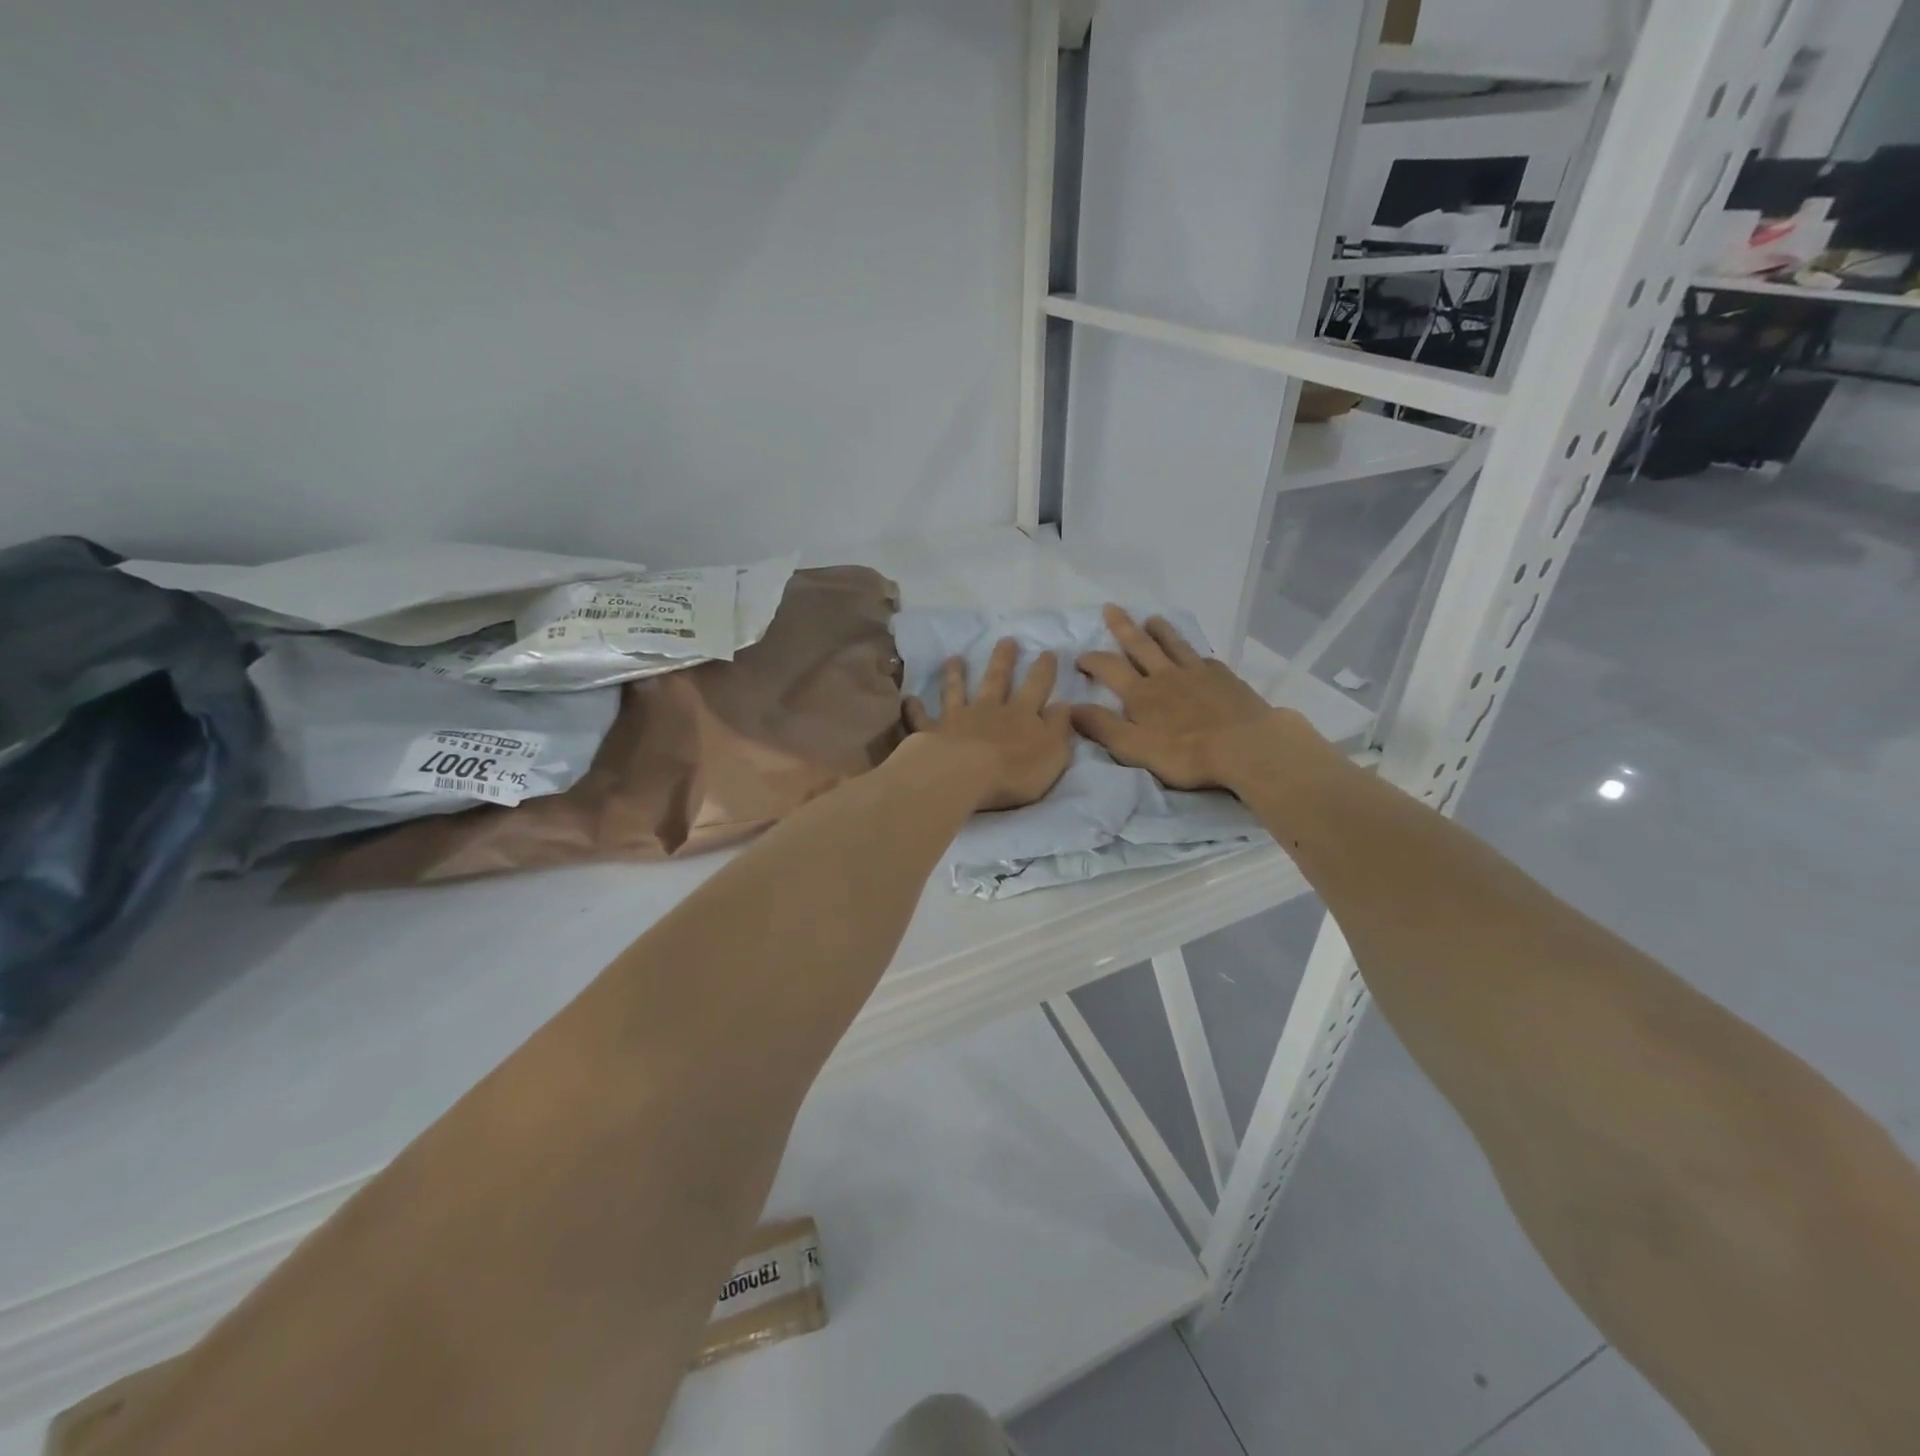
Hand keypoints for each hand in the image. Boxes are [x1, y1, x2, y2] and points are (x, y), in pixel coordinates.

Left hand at [904, 639, 1074, 811]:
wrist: (966, 775)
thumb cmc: (1016, 770)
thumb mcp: (1053, 752)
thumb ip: (1059, 728)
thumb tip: (1064, 706)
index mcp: (1022, 714)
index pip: (1037, 685)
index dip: (1044, 669)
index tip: (1048, 652)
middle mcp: (990, 709)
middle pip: (997, 679)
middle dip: (1003, 659)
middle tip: (1006, 640)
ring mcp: (958, 718)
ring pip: (957, 690)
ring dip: (956, 674)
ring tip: (954, 658)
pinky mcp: (931, 732)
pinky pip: (922, 718)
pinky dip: (915, 708)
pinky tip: (909, 699)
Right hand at [1072, 605, 1305, 790]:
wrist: (1246, 747)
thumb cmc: (1186, 753)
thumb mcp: (1133, 747)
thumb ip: (1101, 726)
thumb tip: (1069, 707)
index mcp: (1141, 694)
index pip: (1109, 668)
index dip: (1092, 660)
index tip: (1080, 657)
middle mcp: (1166, 675)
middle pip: (1140, 645)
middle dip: (1123, 627)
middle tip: (1111, 608)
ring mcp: (1198, 674)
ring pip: (1174, 644)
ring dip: (1160, 631)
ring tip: (1152, 619)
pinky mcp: (1225, 679)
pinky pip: (1204, 659)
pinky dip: (1194, 654)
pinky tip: (1196, 655)